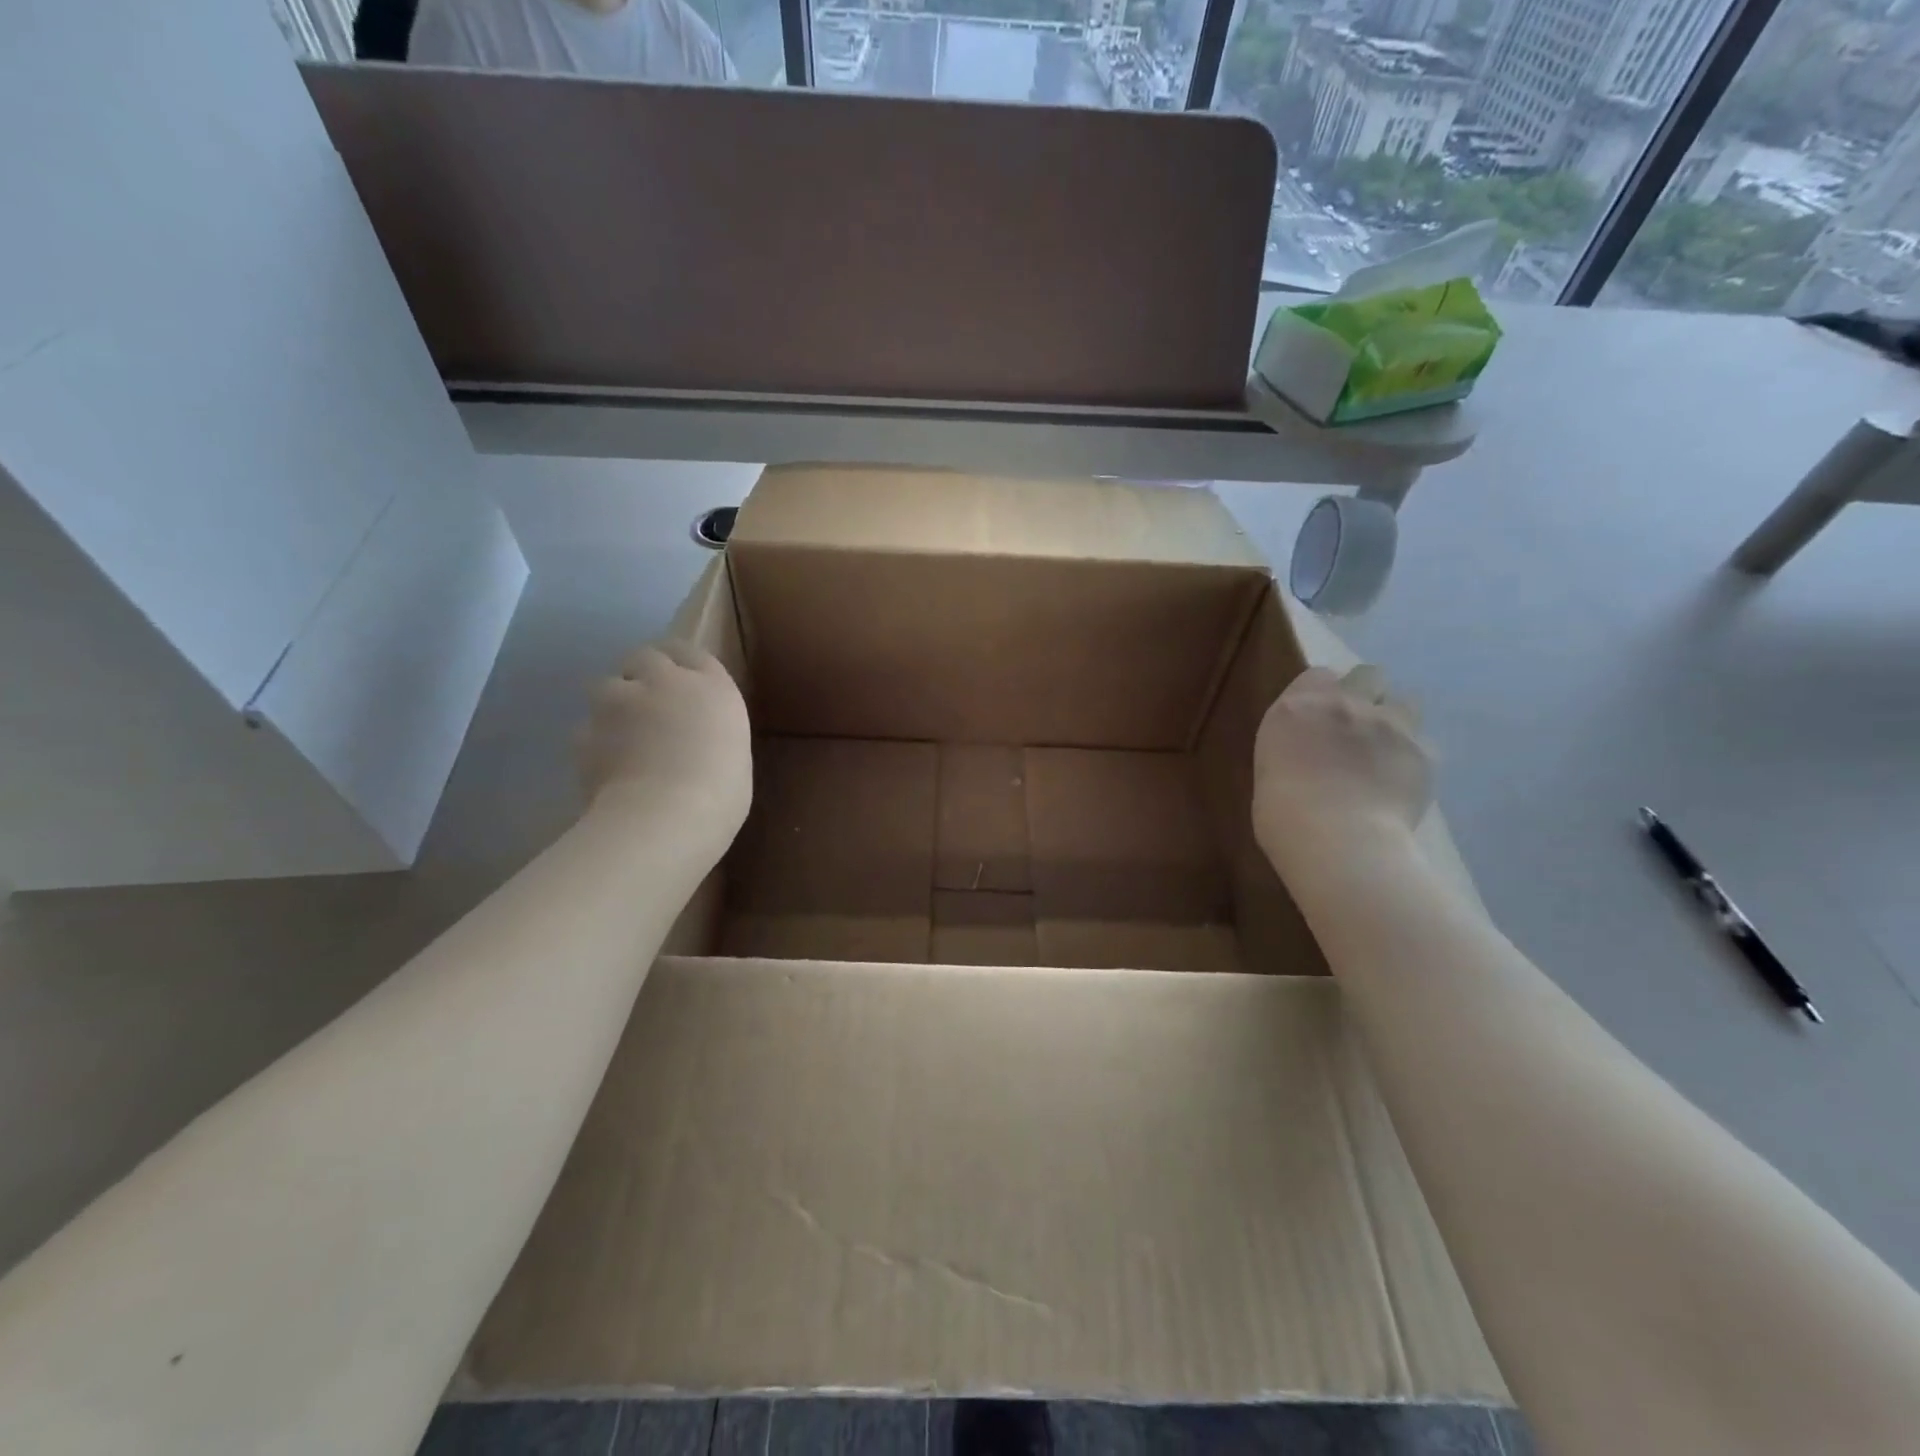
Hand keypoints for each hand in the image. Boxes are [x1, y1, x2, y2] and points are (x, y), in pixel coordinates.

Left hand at [576, 640, 751, 829]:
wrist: (664, 817)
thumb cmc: (721, 792)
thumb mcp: (734, 756)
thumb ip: (711, 735)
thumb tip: (697, 742)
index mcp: (711, 687)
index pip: (690, 652)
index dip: (682, 664)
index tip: (683, 680)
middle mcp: (663, 682)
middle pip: (645, 657)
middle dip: (644, 673)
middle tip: (651, 703)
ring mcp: (618, 703)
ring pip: (607, 685)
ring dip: (614, 702)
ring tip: (622, 734)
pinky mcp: (584, 732)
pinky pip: (587, 728)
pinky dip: (595, 742)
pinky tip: (605, 766)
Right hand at [1252, 665, 1432, 867]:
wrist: (1337, 840)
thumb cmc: (1282, 816)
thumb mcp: (1270, 771)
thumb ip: (1294, 749)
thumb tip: (1309, 757)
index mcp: (1296, 709)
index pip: (1319, 675)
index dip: (1324, 693)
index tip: (1320, 717)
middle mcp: (1344, 704)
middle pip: (1368, 674)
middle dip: (1366, 694)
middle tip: (1358, 727)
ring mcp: (1388, 724)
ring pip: (1405, 702)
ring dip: (1395, 720)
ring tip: (1386, 752)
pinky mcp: (1423, 750)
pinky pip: (1423, 744)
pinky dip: (1413, 759)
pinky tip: (1401, 784)